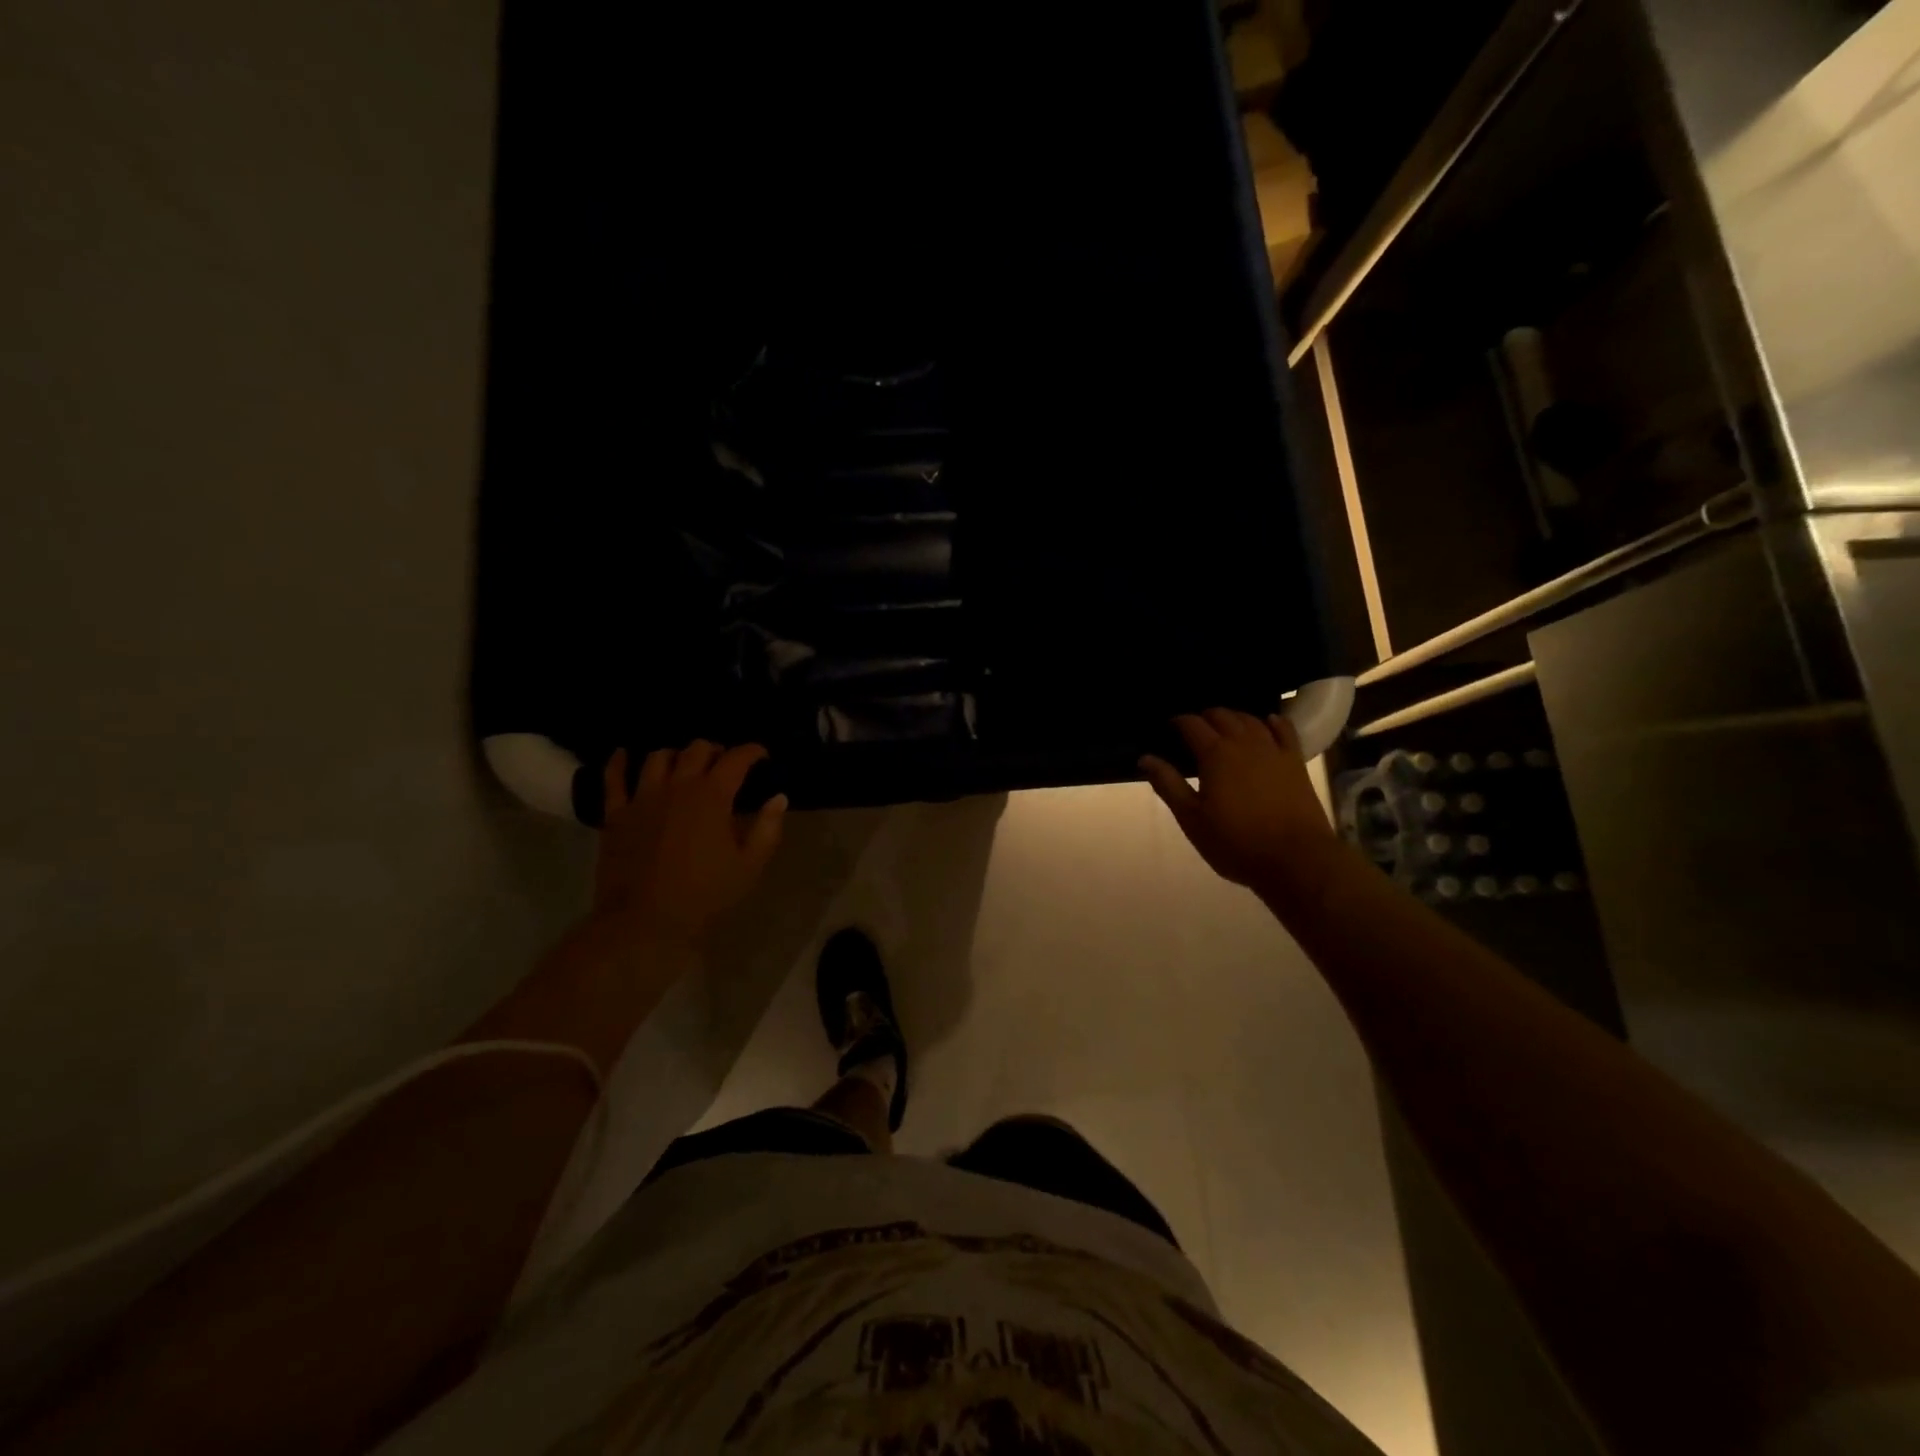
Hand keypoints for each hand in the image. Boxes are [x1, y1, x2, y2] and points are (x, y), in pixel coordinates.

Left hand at [592, 741, 787, 941]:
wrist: (645, 922)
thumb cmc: (705, 895)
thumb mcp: (749, 866)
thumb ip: (767, 828)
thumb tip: (778, 798)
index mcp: (713, 796)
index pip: (736, 759)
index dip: (752, 751)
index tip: (762, 755)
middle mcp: (678, 786)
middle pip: (697, 749)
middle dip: (716, 750)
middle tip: (724, 763)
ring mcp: (643, 797)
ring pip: (659, 757)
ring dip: (676, 755)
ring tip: (683, 764)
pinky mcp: (616, 813)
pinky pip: (613, 778)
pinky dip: (619, 762)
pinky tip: (624, 754)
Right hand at [1139, 709, 1335, 893]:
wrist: (1296, 859)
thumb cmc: (1236, 842)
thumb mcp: (1192, 819)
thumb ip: (1168, 784)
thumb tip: (1145, 757)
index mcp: (1215, 754)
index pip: (1192, 724)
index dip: (1178, 721)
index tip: (1168, 728)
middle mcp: (1244, 743)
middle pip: (1222, 715)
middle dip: (1204, 717)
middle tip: (1193, 730)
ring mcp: (1274, 750)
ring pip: (1251, 719)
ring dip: (1234, 717)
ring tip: (1224, 726)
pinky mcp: (1295, 762)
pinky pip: (1284, 730)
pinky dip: (1272, 721)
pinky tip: (1267, 722)